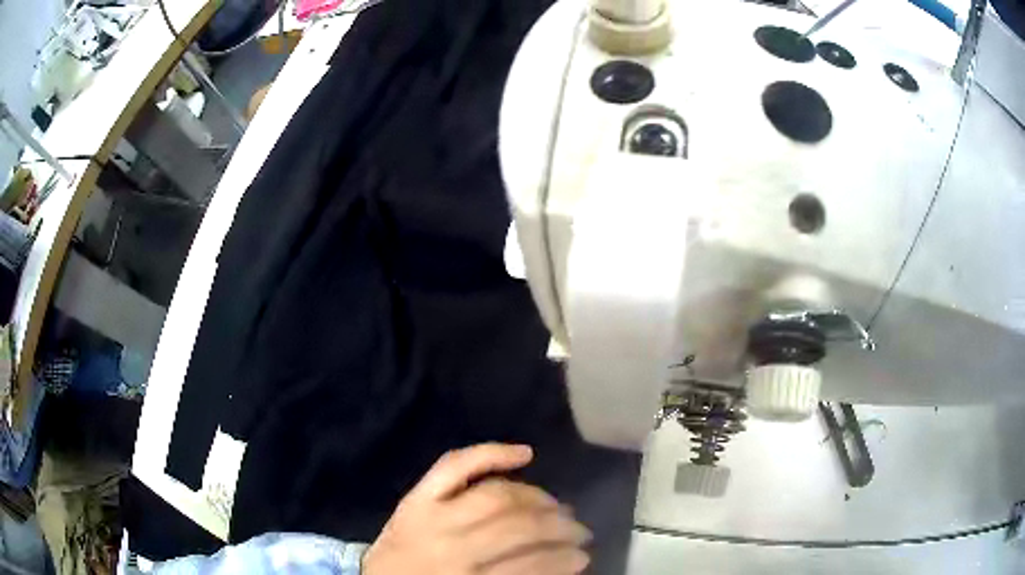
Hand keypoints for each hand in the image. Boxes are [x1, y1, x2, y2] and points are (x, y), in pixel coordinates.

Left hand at [362, 444, 590, 574]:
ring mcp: (432, 515)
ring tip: (559, 506)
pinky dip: (491, 454)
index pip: (529, 566)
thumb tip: (559, 564)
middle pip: (518, 527)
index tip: (584, 559)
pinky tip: (524, 453)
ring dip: (538, 498)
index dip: (562, 561)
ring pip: (497, 496)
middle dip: (558, 527)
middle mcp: (452, 546)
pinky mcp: (417, 496)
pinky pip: (455, 466)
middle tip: (578, 531)